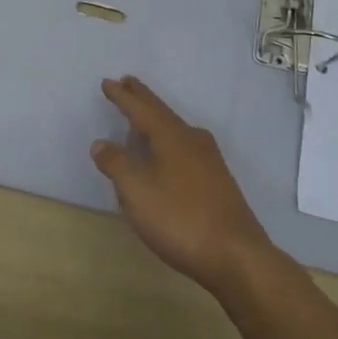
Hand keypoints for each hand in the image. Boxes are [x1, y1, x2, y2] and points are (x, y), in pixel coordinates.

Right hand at [91, 75, 273, 294]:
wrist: (236, 256)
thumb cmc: (180, 219)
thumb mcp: (137, 192)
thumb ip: (116, 164)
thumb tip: (101, 143)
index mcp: (171, 136)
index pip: (141, 109)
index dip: (122, 97)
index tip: (108, 82)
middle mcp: (192, 139)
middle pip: (162, 113)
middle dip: (142, 99)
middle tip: (127, 83)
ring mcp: (209, 160)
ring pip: (175, 130)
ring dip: (156, 120)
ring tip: (141, 119)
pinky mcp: (218, 180)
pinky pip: (184, 147)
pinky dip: (168, 141)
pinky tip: (166, 155)